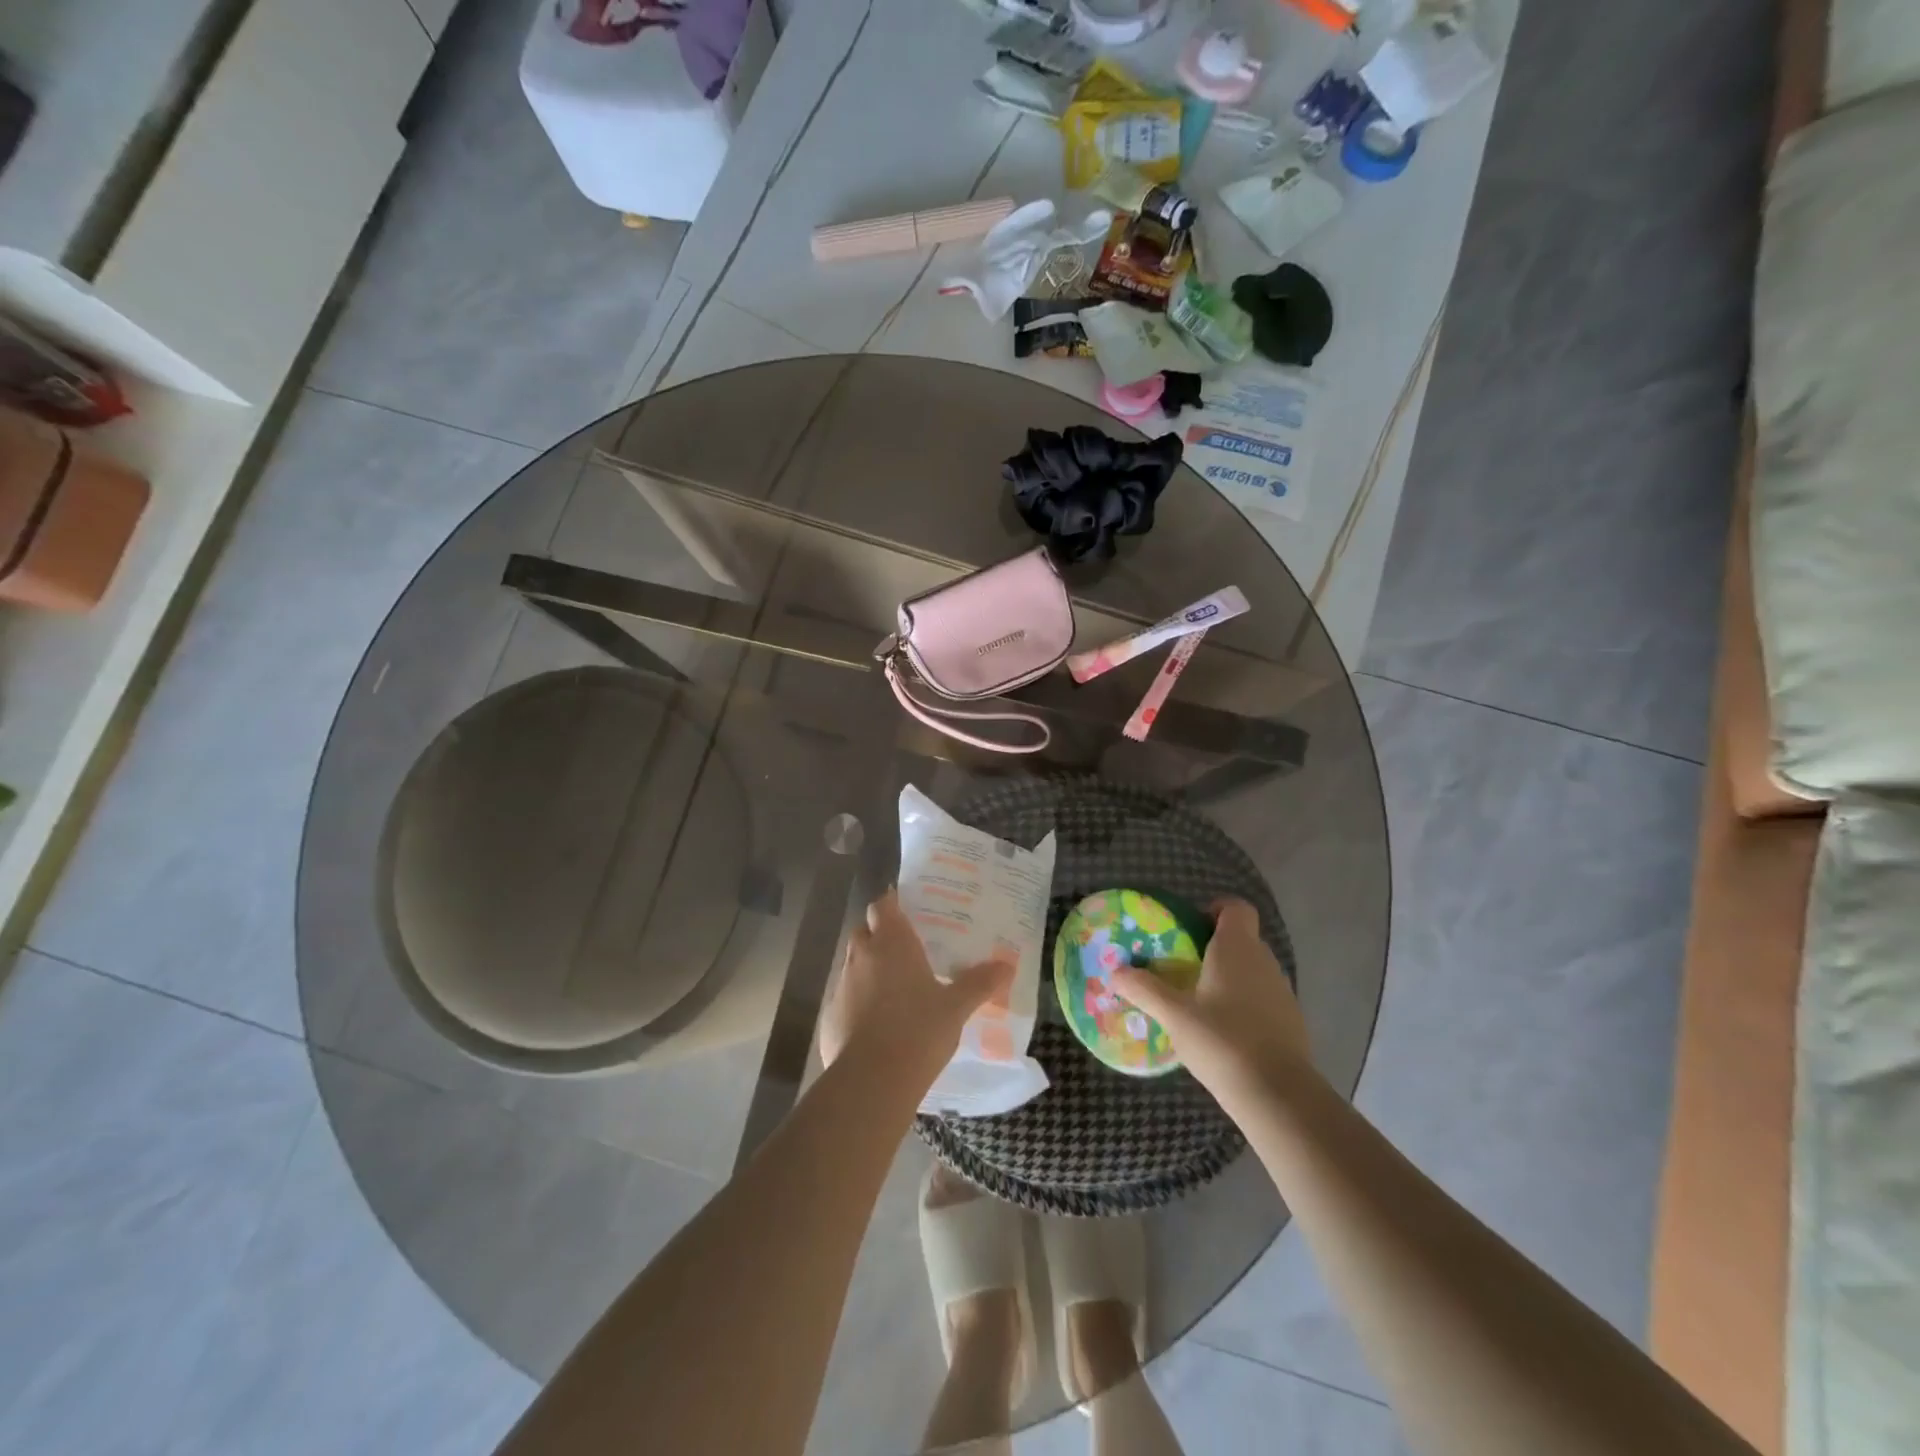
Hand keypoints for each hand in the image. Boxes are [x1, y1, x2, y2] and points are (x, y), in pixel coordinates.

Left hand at [818, 890, 1013, 1088]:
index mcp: (891, 943)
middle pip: (864, 931)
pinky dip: (858, 1002)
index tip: (907, 910)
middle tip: (906, 949)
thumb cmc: (918, 1030)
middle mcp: (862, 956)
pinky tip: (877, 1023)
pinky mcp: (830, 1017)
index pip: (883, 905)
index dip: (892, 904)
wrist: (871, 1080)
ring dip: (869, 968)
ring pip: (853, 964)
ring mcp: (841, 986)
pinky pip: (845, 998)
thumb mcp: (956, 1007)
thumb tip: (1007, 965)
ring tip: (896, 988)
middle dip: (880, 935)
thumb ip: (979, 983)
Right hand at [1111, 898, 1308, 1105]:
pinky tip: (1221, 1031)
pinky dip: (1242, 1003)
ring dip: (1226, 977)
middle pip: (1240, 938)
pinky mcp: (1290, 1020)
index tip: (1189, 929)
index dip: (1215, 909)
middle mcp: (1264, 961)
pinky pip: (1261, 997)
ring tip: (1196, 1001)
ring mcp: (1282, 991)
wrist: (1278, 1095)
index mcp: (1237, 948)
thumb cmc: (1222, 1040)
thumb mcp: (1173, 1015)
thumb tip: (1114, 971)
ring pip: (1251, 969)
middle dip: (1211, 947)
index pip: (1236, 907)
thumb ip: (1143, 989)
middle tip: (1180, 967)